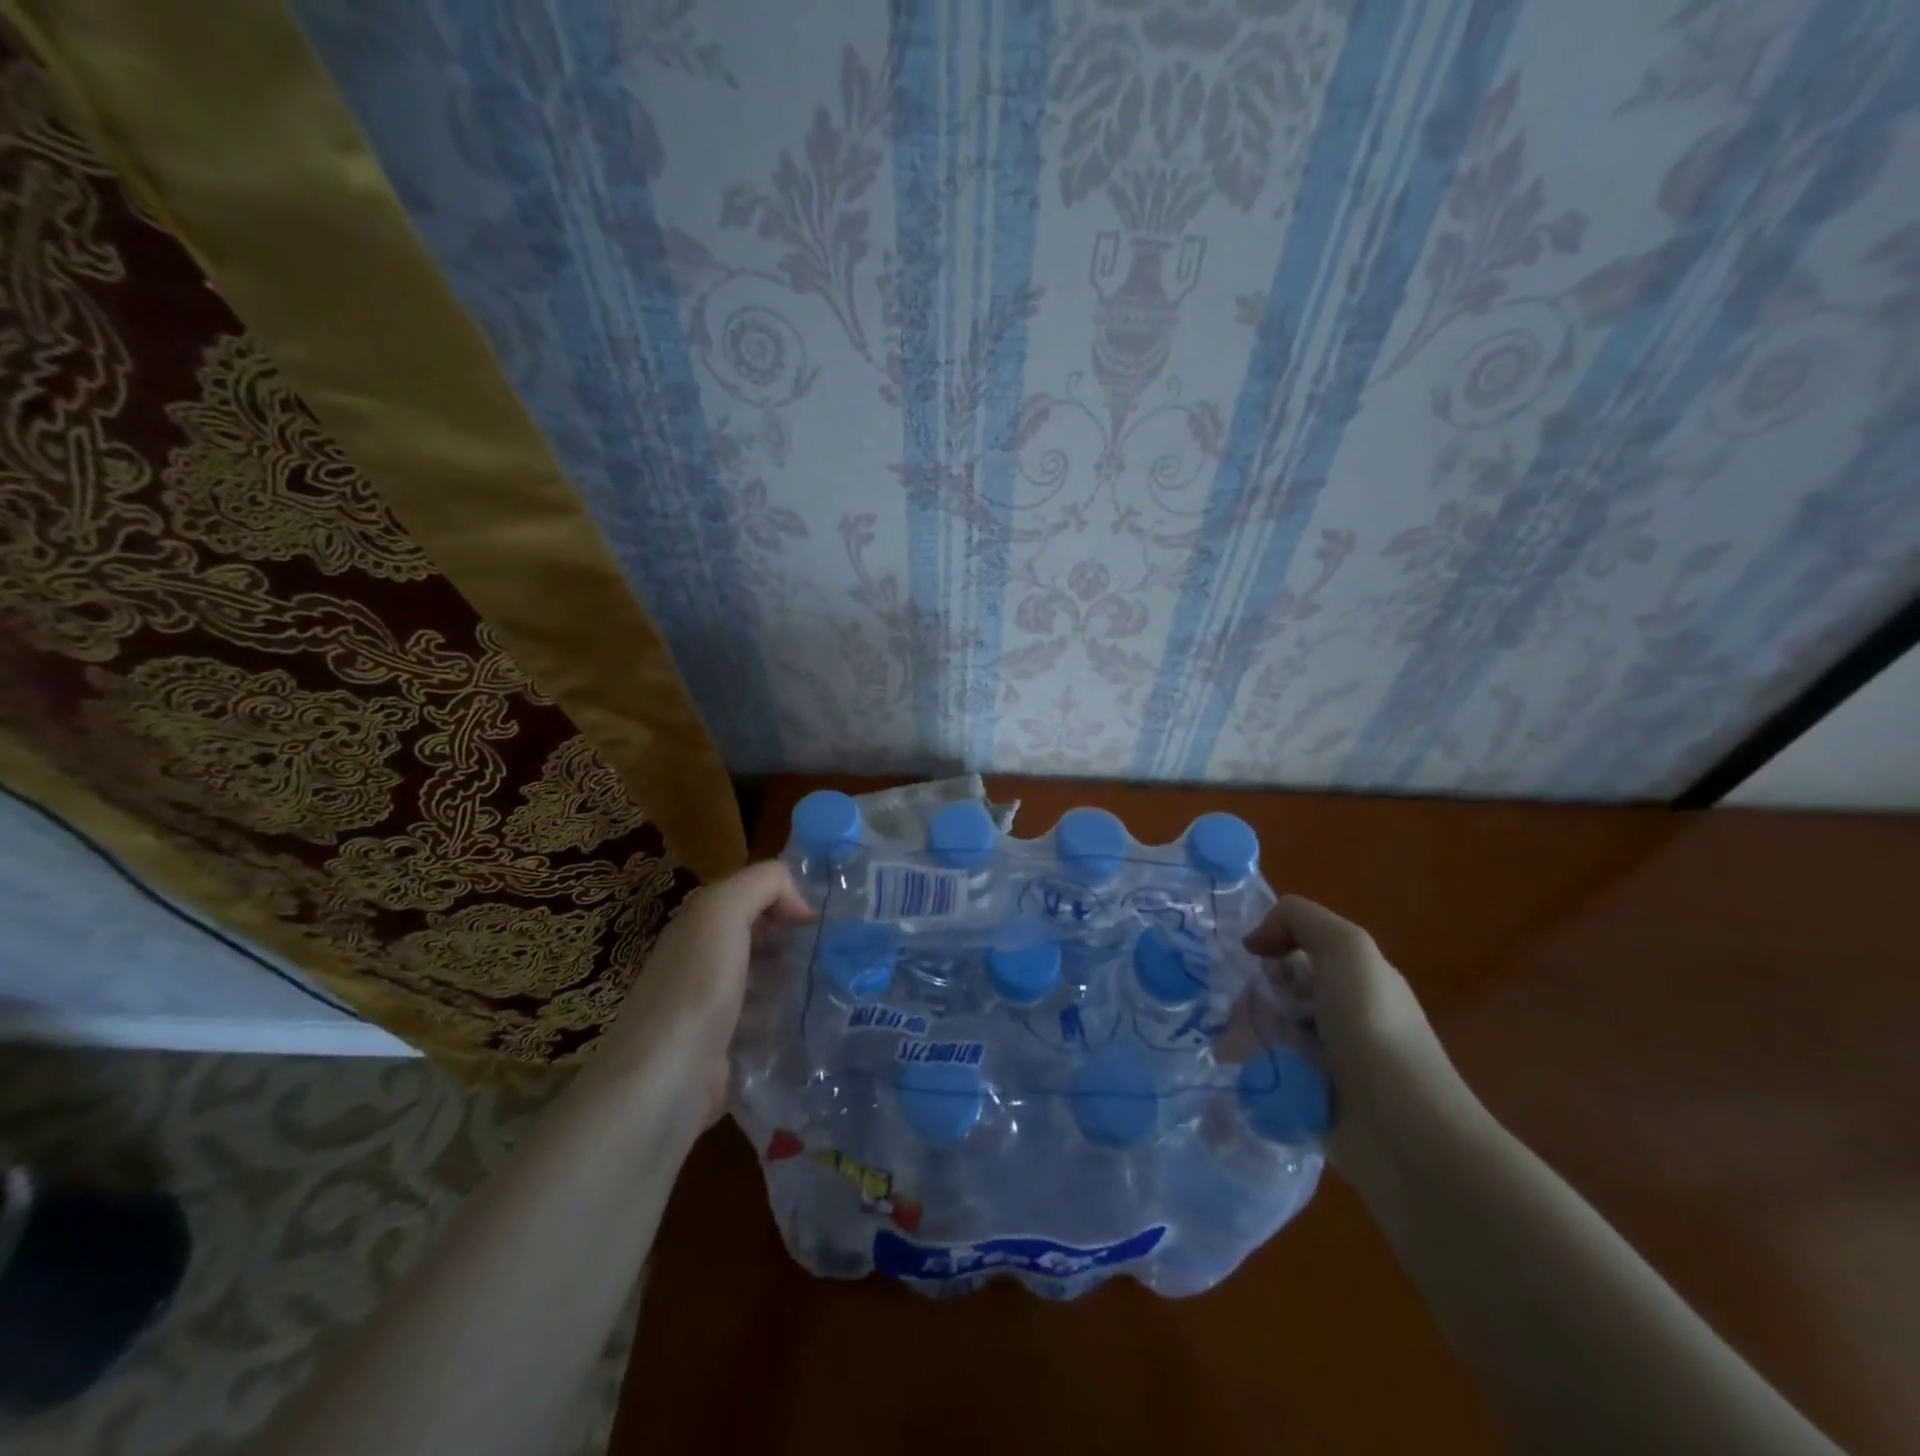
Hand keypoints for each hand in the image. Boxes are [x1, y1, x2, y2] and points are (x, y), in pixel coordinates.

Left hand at [597, 861, 813, 1127]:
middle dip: (797, 939)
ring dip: (797, 979)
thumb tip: (802, 907)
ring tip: (833, 984)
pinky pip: (766, 1022)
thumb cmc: (697, 986)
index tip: (822, 920)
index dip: (787, 898)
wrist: (665, 1080)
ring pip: (767, 979)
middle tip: (838, 950)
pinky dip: (788, 1019)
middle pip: (760, 937)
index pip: (751, 896)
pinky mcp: (725, 1049)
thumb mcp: (723, 911)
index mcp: (699, 925)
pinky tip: (812, 1021)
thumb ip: (763, 884)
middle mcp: (703, 960)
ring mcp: (713, 1008)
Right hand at [1244, 895, 1470, 1171]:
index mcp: (1356, 977)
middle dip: (1252, 991)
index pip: (1300, 946)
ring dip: (1245, 1029)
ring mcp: (1327, 1059)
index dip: (1272, 944)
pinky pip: (1268, 1069)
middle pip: (1279, 988)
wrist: (1403, 1130)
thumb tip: (1255, 941)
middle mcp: (1342, 1013)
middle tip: (1238, 1006)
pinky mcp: (1311, 1098)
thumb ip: (1300, 920)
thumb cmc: (1374, 1029)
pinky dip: (1251, 1066)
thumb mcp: (1347, 949)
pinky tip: (1238, 1070)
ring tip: (1230, 1043)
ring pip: (1269, 1028)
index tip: (1250, 958)